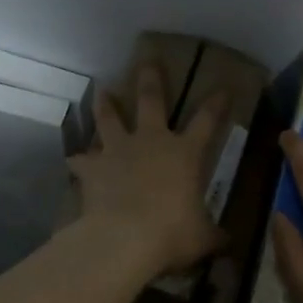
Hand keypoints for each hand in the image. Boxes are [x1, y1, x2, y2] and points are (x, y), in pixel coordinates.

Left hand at [67, 66, 226, 282]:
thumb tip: (228, 243)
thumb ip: (214, 235)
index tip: (222, 87)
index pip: (207, 121)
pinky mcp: (93, 168)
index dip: (216, 104)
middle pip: (151, 100)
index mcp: (184, 153)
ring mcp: (119, 151)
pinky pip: (82, 160)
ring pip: (110, 118)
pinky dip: (79, 159)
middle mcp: (151, 142)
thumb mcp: (203, 237)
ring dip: (106, 104)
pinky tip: (73, 158)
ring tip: (102, 91)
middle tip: (148, 59)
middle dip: (151, 78)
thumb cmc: (172, 233)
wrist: (125, 238)